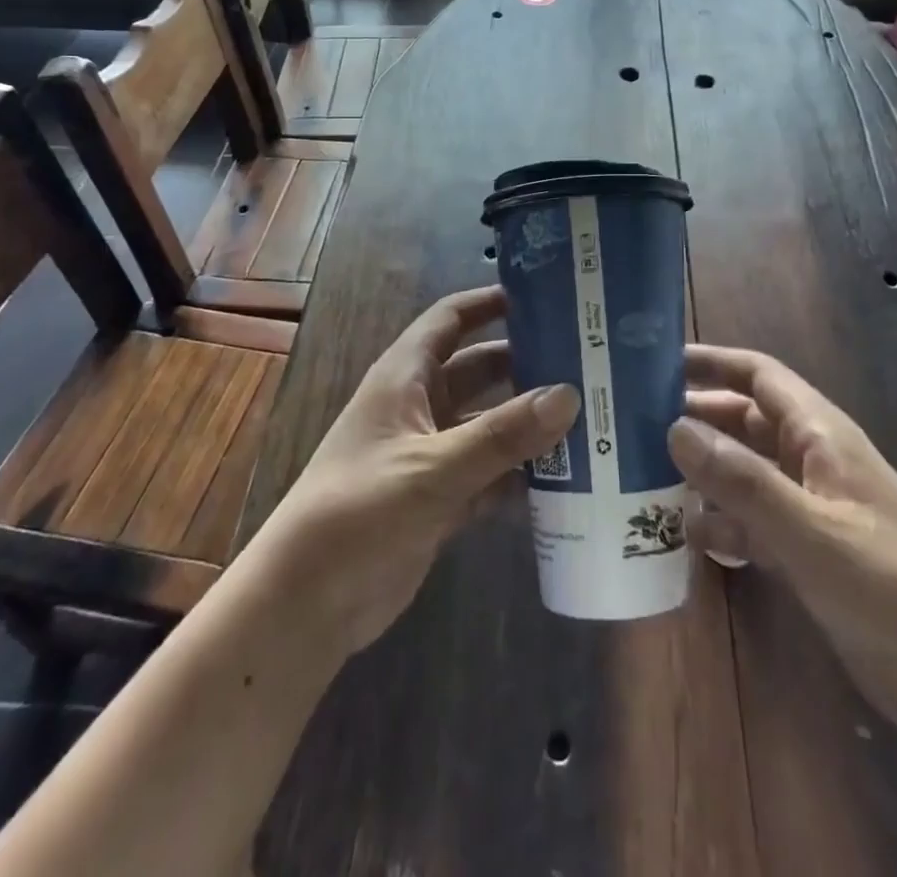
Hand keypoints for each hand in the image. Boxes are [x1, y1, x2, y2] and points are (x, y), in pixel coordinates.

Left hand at [246, 286, 578, 658]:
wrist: (307, 603)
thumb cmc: (360, 511)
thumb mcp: (434, 467)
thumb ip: (502, 434)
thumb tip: (570, 394)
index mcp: (405, 377)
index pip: (450, 319)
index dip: (490, 302)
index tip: (543, 294)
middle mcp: (419, 407)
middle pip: (479, 369)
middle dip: (525, 363)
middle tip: (585, 360)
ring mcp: (430, 453)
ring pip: (488, 423)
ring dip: (528, 422)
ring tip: (589, 415)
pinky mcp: (439, 498)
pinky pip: (490, 473)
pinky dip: (520, 473)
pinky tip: (567, 478)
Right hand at [668, 346, 896, 734]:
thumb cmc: (891, 588)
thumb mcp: (810, 531)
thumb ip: (741, 479)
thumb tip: (674, 427)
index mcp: (820, 435)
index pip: (758, 376)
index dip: (711, 362)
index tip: (655, 362)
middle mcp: (811, 461)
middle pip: (743, 421)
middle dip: (695, 419)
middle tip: (633, 424)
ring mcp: (809, 507)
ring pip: (743, 472)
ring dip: (702, 473)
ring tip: (644, 479)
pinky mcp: (808, 552)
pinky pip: (752, 521)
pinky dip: (722, 523)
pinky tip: (689, 537)